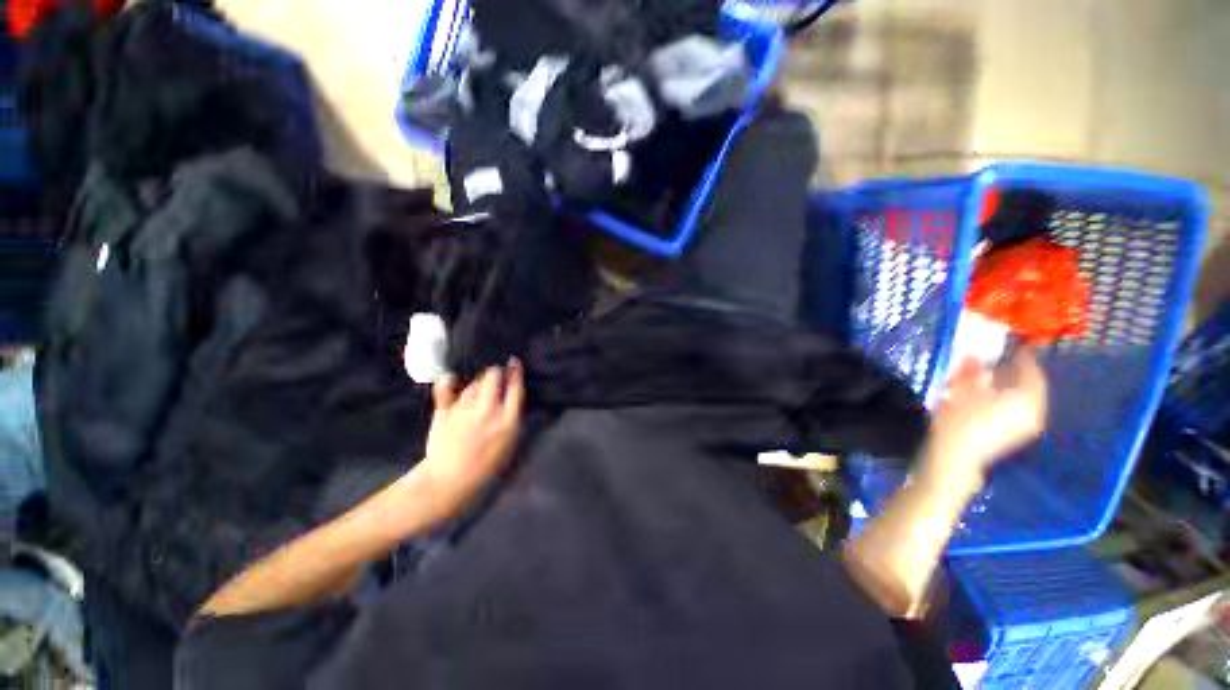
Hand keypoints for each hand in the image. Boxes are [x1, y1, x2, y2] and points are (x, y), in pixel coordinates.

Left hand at [415, 361, 524, 522]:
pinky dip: (448, 383)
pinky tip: (450, 378)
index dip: (516, 373)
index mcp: (506, 421)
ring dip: (478, 382)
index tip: (514, 361)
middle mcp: (487, 411)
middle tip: (495, 377)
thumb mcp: (509, 445)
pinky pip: (446, 390)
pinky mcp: (444, 412)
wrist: (448, 482)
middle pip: (493, 377)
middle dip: (495, 373)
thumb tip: (510, 398)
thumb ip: (511, 419)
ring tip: (479, 387)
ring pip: (473, 384)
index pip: (515, 389)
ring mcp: (463, 410)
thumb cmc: (485, 467)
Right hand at [920, 347, 1048, 490]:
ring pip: (1023, 398)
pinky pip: (1017, 409)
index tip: (1017, 345)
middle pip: (1030, 386)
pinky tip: (991, 395)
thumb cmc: (961, 419)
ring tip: (993, 377)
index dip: (1024, 358)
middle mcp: (1034, 411)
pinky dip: (1008, 398)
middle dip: (1017, 373)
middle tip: (1003, 360)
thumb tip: (976, 356)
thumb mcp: (965, 389)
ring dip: (1011, 386)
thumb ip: (975, 372)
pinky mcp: (1014, 434)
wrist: (955, 455)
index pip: (1032, 372)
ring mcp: (1025, 425)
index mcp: (1027, 398)